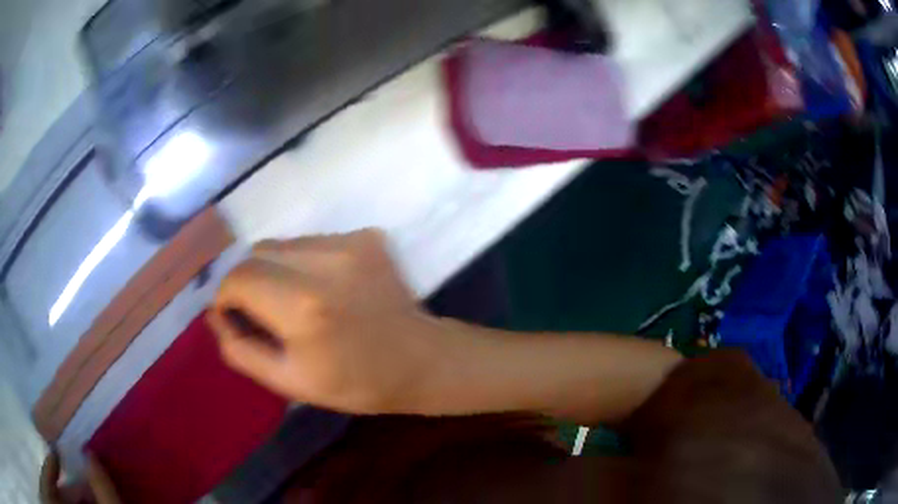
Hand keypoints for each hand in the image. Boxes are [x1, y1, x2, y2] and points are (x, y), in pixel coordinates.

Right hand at [207, 230, 448, 414]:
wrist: (421, 361)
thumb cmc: (356, 382)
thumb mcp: (289, 381)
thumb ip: (241, 348)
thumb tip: (215, 314)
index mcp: (303, 306)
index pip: (238, 278)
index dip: (227, 296)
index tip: (235, 315)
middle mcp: (324, 262)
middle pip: (257, 253)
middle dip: (249, 281)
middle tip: (265, 312)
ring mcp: (351, 242)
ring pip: (283, 244)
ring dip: (276, 270)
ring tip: (298, 301)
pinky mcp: (367, 235)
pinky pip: (313, 242)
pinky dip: (304, 262)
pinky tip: (326, 289)